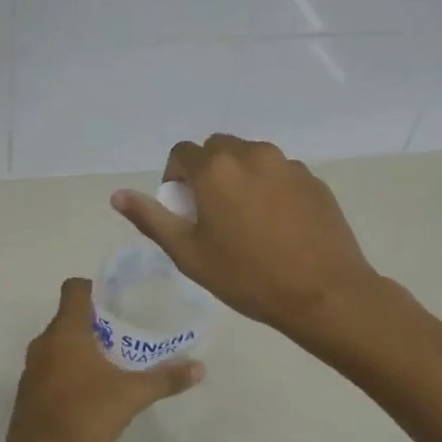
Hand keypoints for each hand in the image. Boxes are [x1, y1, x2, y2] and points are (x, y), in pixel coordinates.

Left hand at [1, 278, 203, 441]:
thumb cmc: (83, 416)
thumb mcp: (130, 396)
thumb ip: (164, 380)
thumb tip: (199, 368)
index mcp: (65, 332)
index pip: (74, 289)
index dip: (95, 287)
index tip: (118, 301)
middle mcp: (44, 342)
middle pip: (69, 317)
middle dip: (96, 323)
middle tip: (126, 335)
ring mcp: (32, 368)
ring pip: (59, 344)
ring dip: (83, 348)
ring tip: (113, 363)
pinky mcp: (29, 391)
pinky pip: (51, 367)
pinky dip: (70, 369)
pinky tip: (92, 391)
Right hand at [112, 134, 382, 345]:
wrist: (323, 293)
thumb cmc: (247, 276)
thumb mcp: (188, 253)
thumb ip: (151, 218)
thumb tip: (118, 195)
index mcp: (215, 169)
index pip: (182, 152)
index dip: (175, 176)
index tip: (184, 208)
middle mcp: (251, 154)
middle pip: (218, 148)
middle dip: (208, 171)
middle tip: (212, 212)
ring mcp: (287, 165)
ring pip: (251, 157)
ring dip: (240, 176)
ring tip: (247, 219)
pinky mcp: (314, 180)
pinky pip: (280, 173)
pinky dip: (270, 187)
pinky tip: (278, 225)